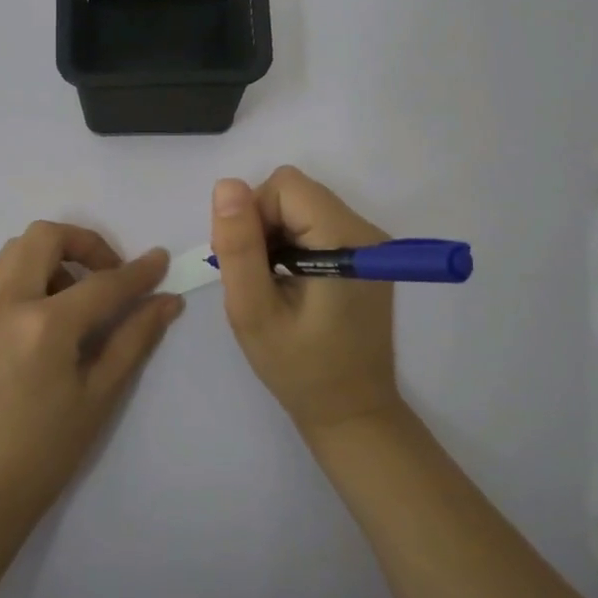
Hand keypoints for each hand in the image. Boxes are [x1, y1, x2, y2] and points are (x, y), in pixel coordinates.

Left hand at [0, 222, 182, 527]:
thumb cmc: (44, 453)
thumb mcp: (99, 396)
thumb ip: (134, 340)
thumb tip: (167, 302)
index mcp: (44, 325)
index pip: (102, 283)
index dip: (138, 272)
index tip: (161, 262)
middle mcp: (5, 303)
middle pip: (45, 237)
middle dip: (85, 244)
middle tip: (108, 276)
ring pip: (15, 249)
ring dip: (51, 256)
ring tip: (74, 298)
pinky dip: (26, 274)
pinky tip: (43, 316)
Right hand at [212, 167, 401, 434]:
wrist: (351, 412)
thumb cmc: (299, 368)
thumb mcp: (253, 311)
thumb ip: (239, 247)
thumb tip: (227, 185)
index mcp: (345, 239)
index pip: (284, 186)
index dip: (253, 215)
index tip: (247, 263)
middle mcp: (366, 230)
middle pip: (295, 193)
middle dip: (263, 225)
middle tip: (255, 278)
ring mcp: (370, 243)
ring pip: (302, 206)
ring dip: (275, 236)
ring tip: (271, 285)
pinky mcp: (366, 256)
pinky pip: (316, 225)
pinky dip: (292, 244)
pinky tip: (289, 284)